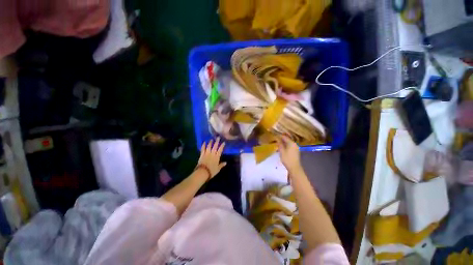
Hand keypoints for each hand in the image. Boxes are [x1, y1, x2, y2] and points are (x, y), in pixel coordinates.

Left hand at [198, 138, 226, 178]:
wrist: (203, 172)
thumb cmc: (211, 171)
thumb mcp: (218, 169)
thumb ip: (221, 165)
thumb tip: (226, 162)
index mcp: (217, 157)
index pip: (220, 150)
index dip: (222, 146)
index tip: (223, 142)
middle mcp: (212, 154)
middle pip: (215, 146)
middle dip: (216, 141)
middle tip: (218, 137)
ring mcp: (206, 153)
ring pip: (209, 146)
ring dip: (210, 142)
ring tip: (211, 139)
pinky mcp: (202, 154)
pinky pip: (203, 149)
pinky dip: (203, 145)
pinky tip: (204, 142)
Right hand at [277, 135, 301, 172]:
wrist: (294, 168)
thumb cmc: (287, 159)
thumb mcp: (282, 151)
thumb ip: (280, 144)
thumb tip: (277, 139)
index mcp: (291, 143)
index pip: (284, 137)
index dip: (279, 136)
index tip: (274, 136)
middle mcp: (294, 144)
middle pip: (287, 140)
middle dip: (281, 140)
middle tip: (275, 141)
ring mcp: (296, 148)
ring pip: (288, 143)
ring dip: (283, 144)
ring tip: (277, 145)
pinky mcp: (295, 151)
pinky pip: (290, 146)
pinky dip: (285, 147)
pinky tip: (281, 149)